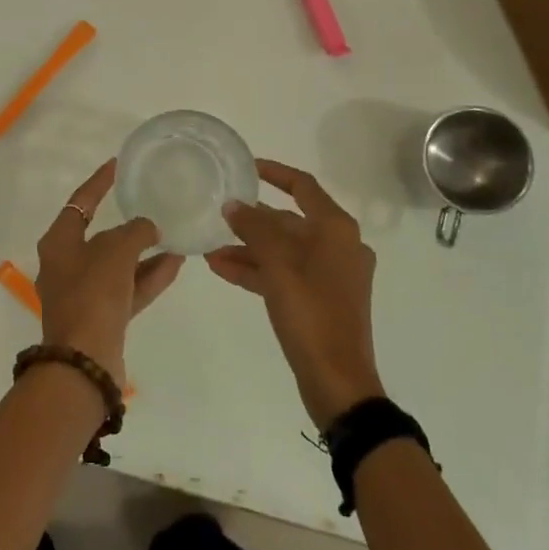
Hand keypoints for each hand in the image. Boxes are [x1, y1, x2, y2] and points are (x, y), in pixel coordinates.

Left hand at [36, 160, 181, 386]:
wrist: (85, 362)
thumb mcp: (115, 251)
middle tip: (150, 204)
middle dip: (127, 224)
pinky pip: (128, 288)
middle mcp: (66, 265)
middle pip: (99, 235)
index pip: (80, 202)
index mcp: (58, 243)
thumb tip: (149, 228)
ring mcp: (84, 294)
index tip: (116, 164)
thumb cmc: (92, 294)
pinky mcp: (102, 318)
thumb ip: (135, 232)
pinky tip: (175, 262)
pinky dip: (148, 276)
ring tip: (174, 235)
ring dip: (144, 251)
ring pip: (118, 264)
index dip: (99, 182)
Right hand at [206, 160, 384, 428]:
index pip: (303, 186)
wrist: (338, 381)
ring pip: (284, 250)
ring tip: (210, 248)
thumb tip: (234, 205)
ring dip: (249, 248)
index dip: (274, 172)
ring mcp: (331, 274)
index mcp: (336, 230)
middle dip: (252, 221)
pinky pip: (285, 273)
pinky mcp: (321, 299)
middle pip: (290, 221)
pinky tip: (222, 268)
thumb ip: (254, 229)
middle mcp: (338, 245)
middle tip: (218, 214)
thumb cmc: (311, 314)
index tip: (245, 167)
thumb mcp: (278, 266)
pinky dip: (258, 270)